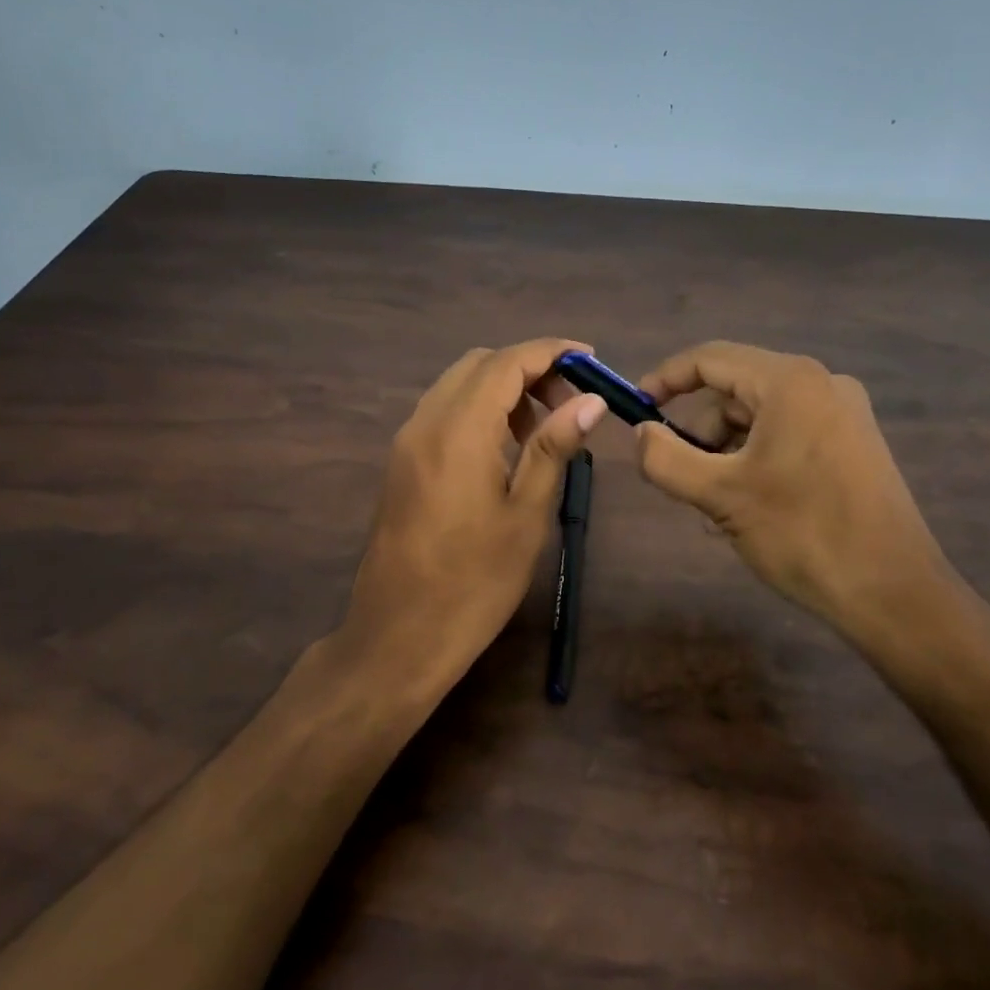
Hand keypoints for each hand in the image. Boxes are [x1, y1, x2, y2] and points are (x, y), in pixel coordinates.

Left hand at [342, 339, 606, 689]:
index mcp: (457, 433)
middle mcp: (424, 424)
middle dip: (527, 368)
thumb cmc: (474, 584)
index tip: (590, 359)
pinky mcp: (401, 464)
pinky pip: (442, 413)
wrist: (398, 637)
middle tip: (570, 402)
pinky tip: (506, 448)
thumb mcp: (526, 516)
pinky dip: (479, 411)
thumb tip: (590, 401)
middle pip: (478, 365)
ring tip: (544, 427)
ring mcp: (406, 443)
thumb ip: (553, 448)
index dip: (550, 352)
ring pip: (457, 387)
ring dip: (502, 390)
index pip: (505, 363)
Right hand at [634, 341, 957, 650]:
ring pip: (760, 416)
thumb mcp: (721, 496)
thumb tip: (641, 433)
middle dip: (700, 430)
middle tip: (682, 478)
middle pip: (735, 390)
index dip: (666, 378)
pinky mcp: (855, 443)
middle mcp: (821, 383)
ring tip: (716, 507)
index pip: (710, 358)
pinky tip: (749, 507)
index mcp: (790, 382)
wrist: (894, 593)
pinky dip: (757, 459)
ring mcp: (844, 413)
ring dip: (726, 452)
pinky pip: (788, 434)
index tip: (636, 409)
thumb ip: (666, 458)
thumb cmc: (803, 535)